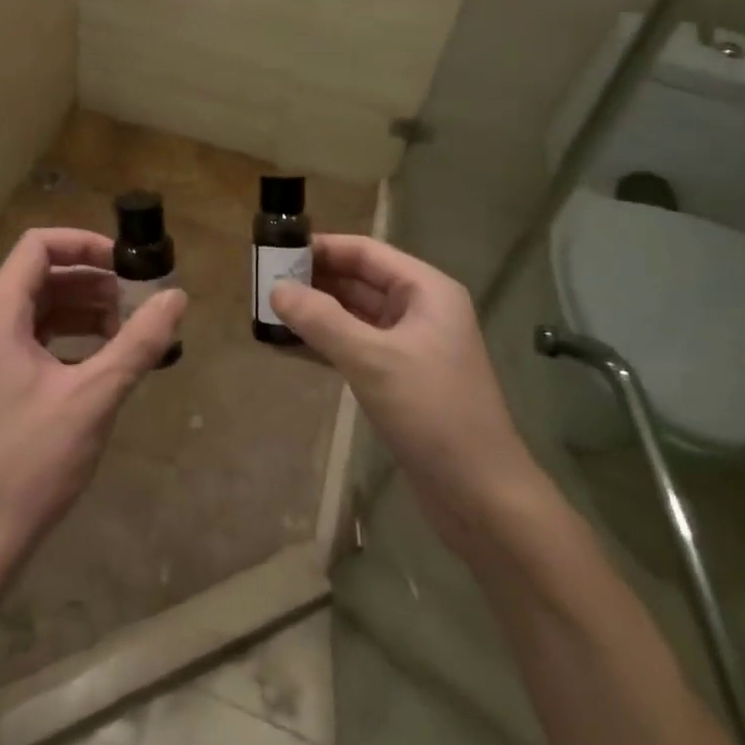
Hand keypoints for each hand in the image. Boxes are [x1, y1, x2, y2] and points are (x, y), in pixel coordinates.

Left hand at [0, 228, 186, 575]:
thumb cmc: (30, 460)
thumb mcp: (94, 396)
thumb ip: (138, 343)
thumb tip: (176, 297)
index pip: (38, 245)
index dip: (85, 244)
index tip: (127, 264)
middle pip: (42, 275)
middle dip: (93, 281)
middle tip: (139, 301)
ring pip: (42, 309)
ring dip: (86, 310)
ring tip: (130, 331)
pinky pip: (38, 339)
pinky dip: (73, 338)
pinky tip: (106, 359)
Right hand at [270, 235, 533, 522]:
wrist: (481, 496)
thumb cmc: (432, 413)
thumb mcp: (372, 360)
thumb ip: (322, 320)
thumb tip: (276, 289)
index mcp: (426, 291)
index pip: (365, 252)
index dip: (321, 248)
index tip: (275, 250)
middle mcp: (420, 310)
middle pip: (358, 281)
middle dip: (313, 281)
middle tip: (263, 283)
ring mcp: (410, 346)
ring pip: (354, 315)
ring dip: (315, 313)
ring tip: (268, 312)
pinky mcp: (399, 378)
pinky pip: (355, 347)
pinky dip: (324, 344)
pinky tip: (288, 347)